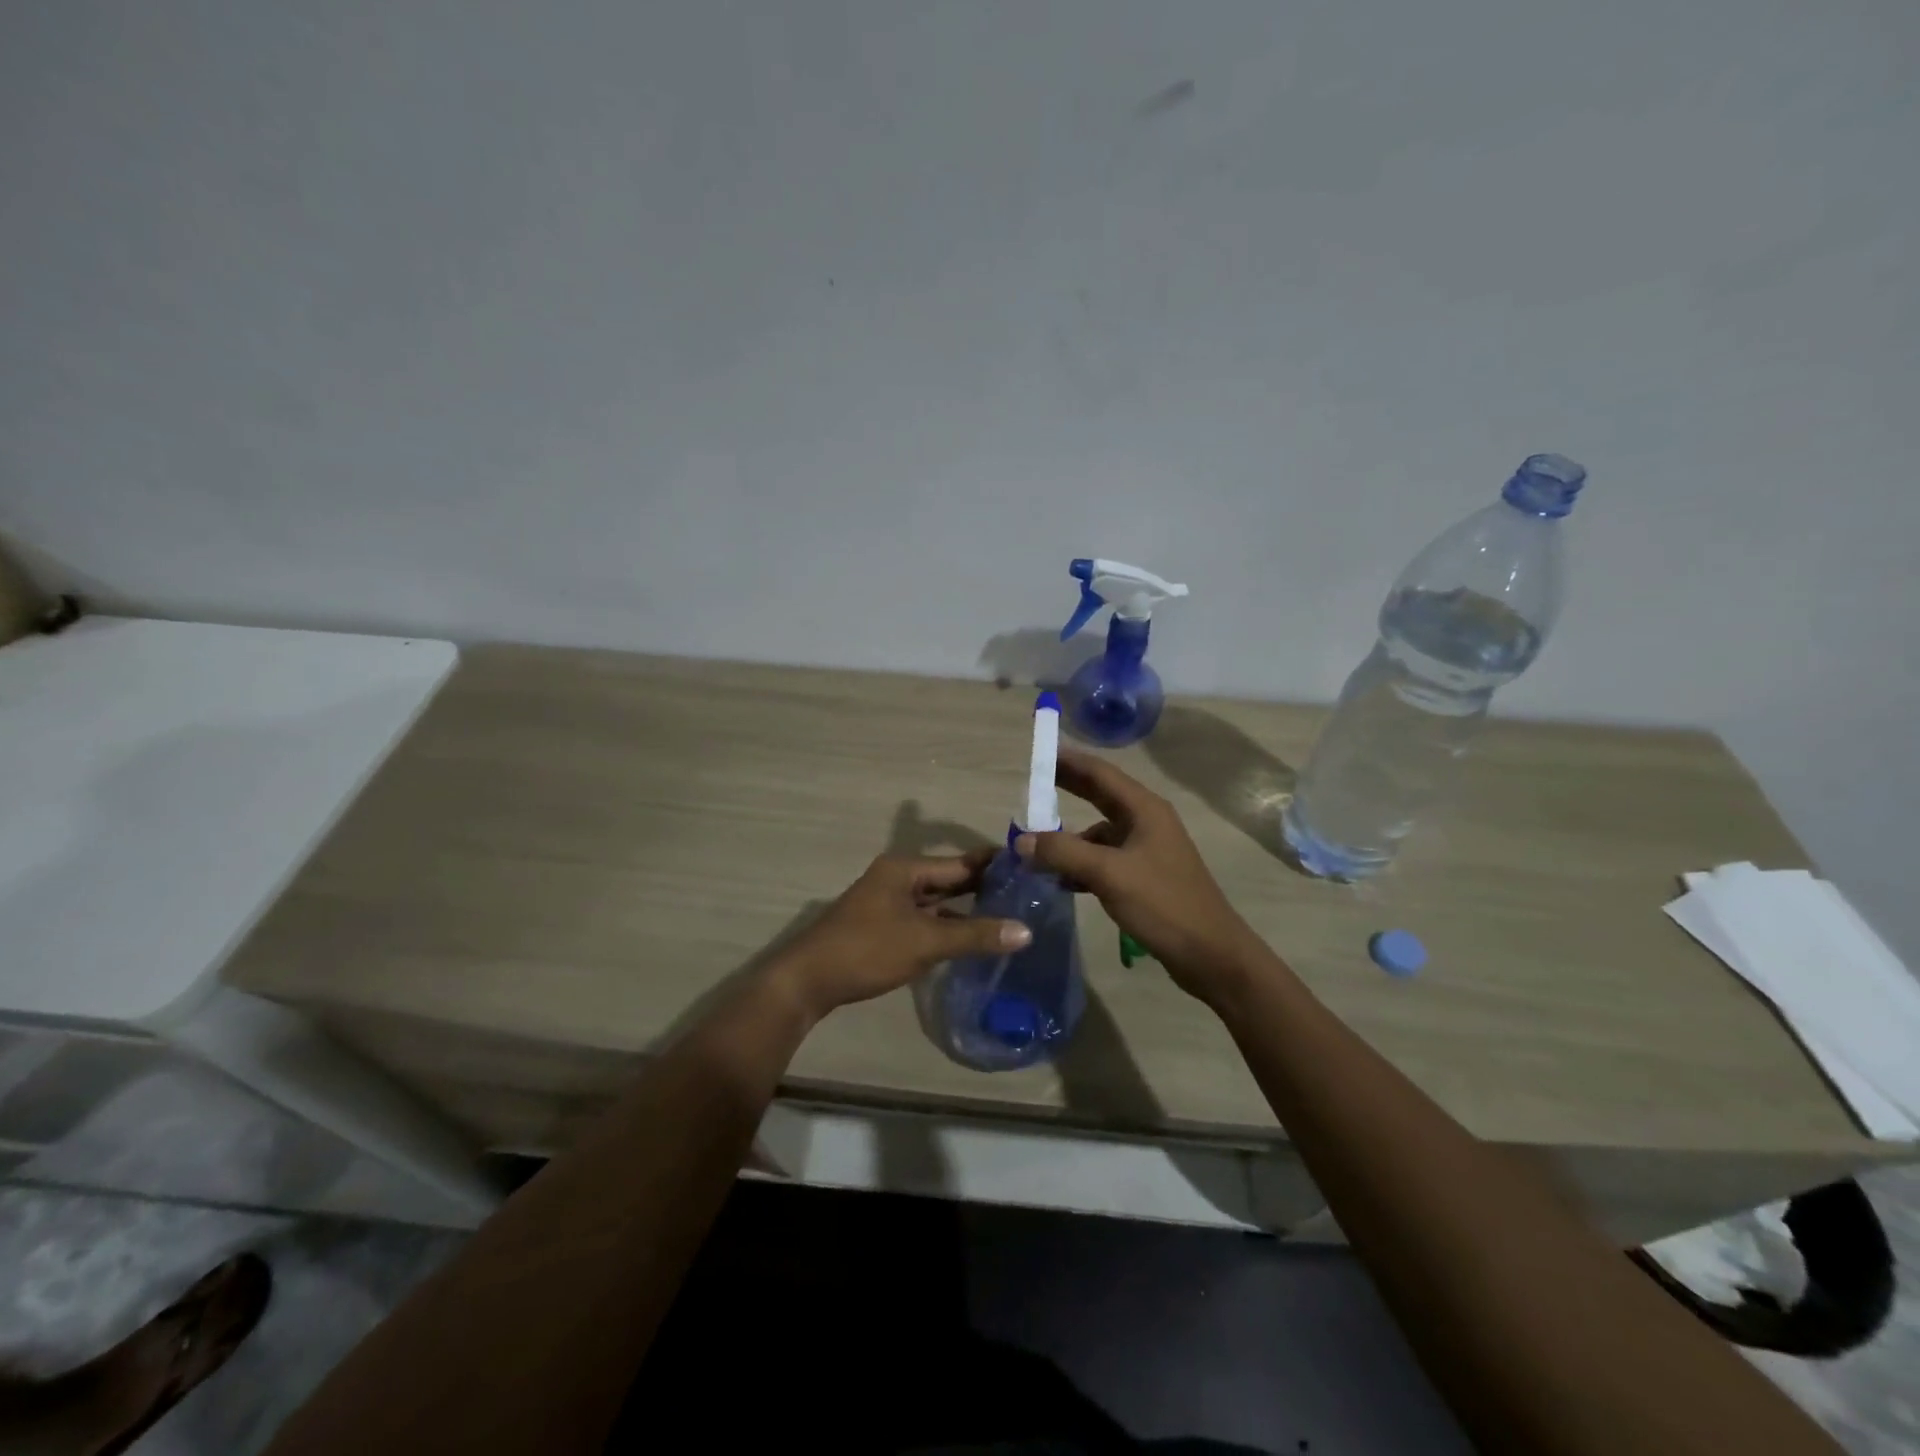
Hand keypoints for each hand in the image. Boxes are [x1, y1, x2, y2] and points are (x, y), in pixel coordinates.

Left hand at [770, 853, 1033, 1022]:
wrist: (807, 981)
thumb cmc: (867, 950)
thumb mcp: (925, 942)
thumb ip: (975, 935)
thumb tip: (1026, 931)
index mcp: (906, 869)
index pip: (961, 862)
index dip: (994, 866)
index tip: (1031, 868)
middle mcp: (898, 878)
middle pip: (949, 879)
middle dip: (984, 888)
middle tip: (1027, 895)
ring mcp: (888, 902)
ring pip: (937, 901)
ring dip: (966, 909)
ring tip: (1009, 916)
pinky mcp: (883, 926)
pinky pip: (924, 919)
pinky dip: (947, 926)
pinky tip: (971, 938)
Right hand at [1016, 749, 1262, 1002]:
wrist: (1210, 955)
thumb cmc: (1163, 904)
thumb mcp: (1108, 874)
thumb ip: (1062, 852)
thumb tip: (1020, 840)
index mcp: (1144, 809)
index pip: (1100, 772)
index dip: (1068, 760)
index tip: (1037, 752)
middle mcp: (1146, 822)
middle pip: (1100, 795)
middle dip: (1066, 788)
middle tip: (1029, 784)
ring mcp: (1146, 850)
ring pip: (1098, 832)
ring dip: (1068, 836)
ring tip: (1032, 843)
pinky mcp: (1143, 876)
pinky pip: (1103, 859)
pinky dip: (1080, 863)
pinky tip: (1058, 879)